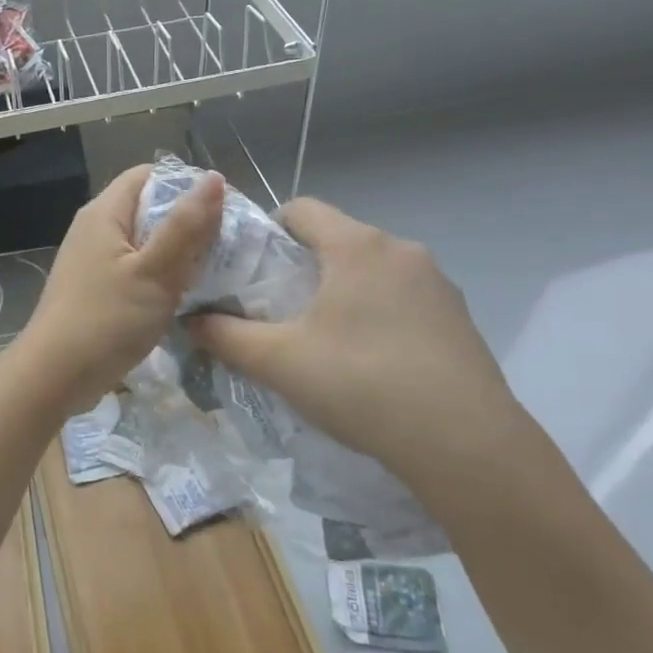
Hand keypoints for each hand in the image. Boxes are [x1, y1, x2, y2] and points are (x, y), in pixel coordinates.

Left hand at [14, 164, 223, 415]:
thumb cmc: (106, 320)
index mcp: (104, 213)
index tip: (223, 208)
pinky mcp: (95, 289)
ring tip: (214, 268)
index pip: (149, 175)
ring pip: (144, 242)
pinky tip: (183, 295)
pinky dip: (160, 275)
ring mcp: (92, 261)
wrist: (54, 377)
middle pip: (148, 208)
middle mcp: (94, 229)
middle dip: (187, 221)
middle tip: (227, 242)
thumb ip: (186, 226)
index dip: (187, 184)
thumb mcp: (154, 272)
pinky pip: (134, 269)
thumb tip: (214, 178)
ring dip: (176, 252)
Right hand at [188, 198, 534, 503]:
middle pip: (337, 239)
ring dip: (343, 290)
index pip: (301, 209)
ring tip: (324, 340)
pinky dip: (378, 312)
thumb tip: (188, 320)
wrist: (464, 444)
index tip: (251, 271)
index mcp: (356, 246)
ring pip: (372, 269)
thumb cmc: (360, 384)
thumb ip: (226, 336)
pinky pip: (403, 297)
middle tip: (279, 311)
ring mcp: (437, 283)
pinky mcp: (459, 316)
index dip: (267, 231)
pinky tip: (372, 361)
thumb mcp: (279, 361)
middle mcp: (401, 250)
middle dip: (303, 266)